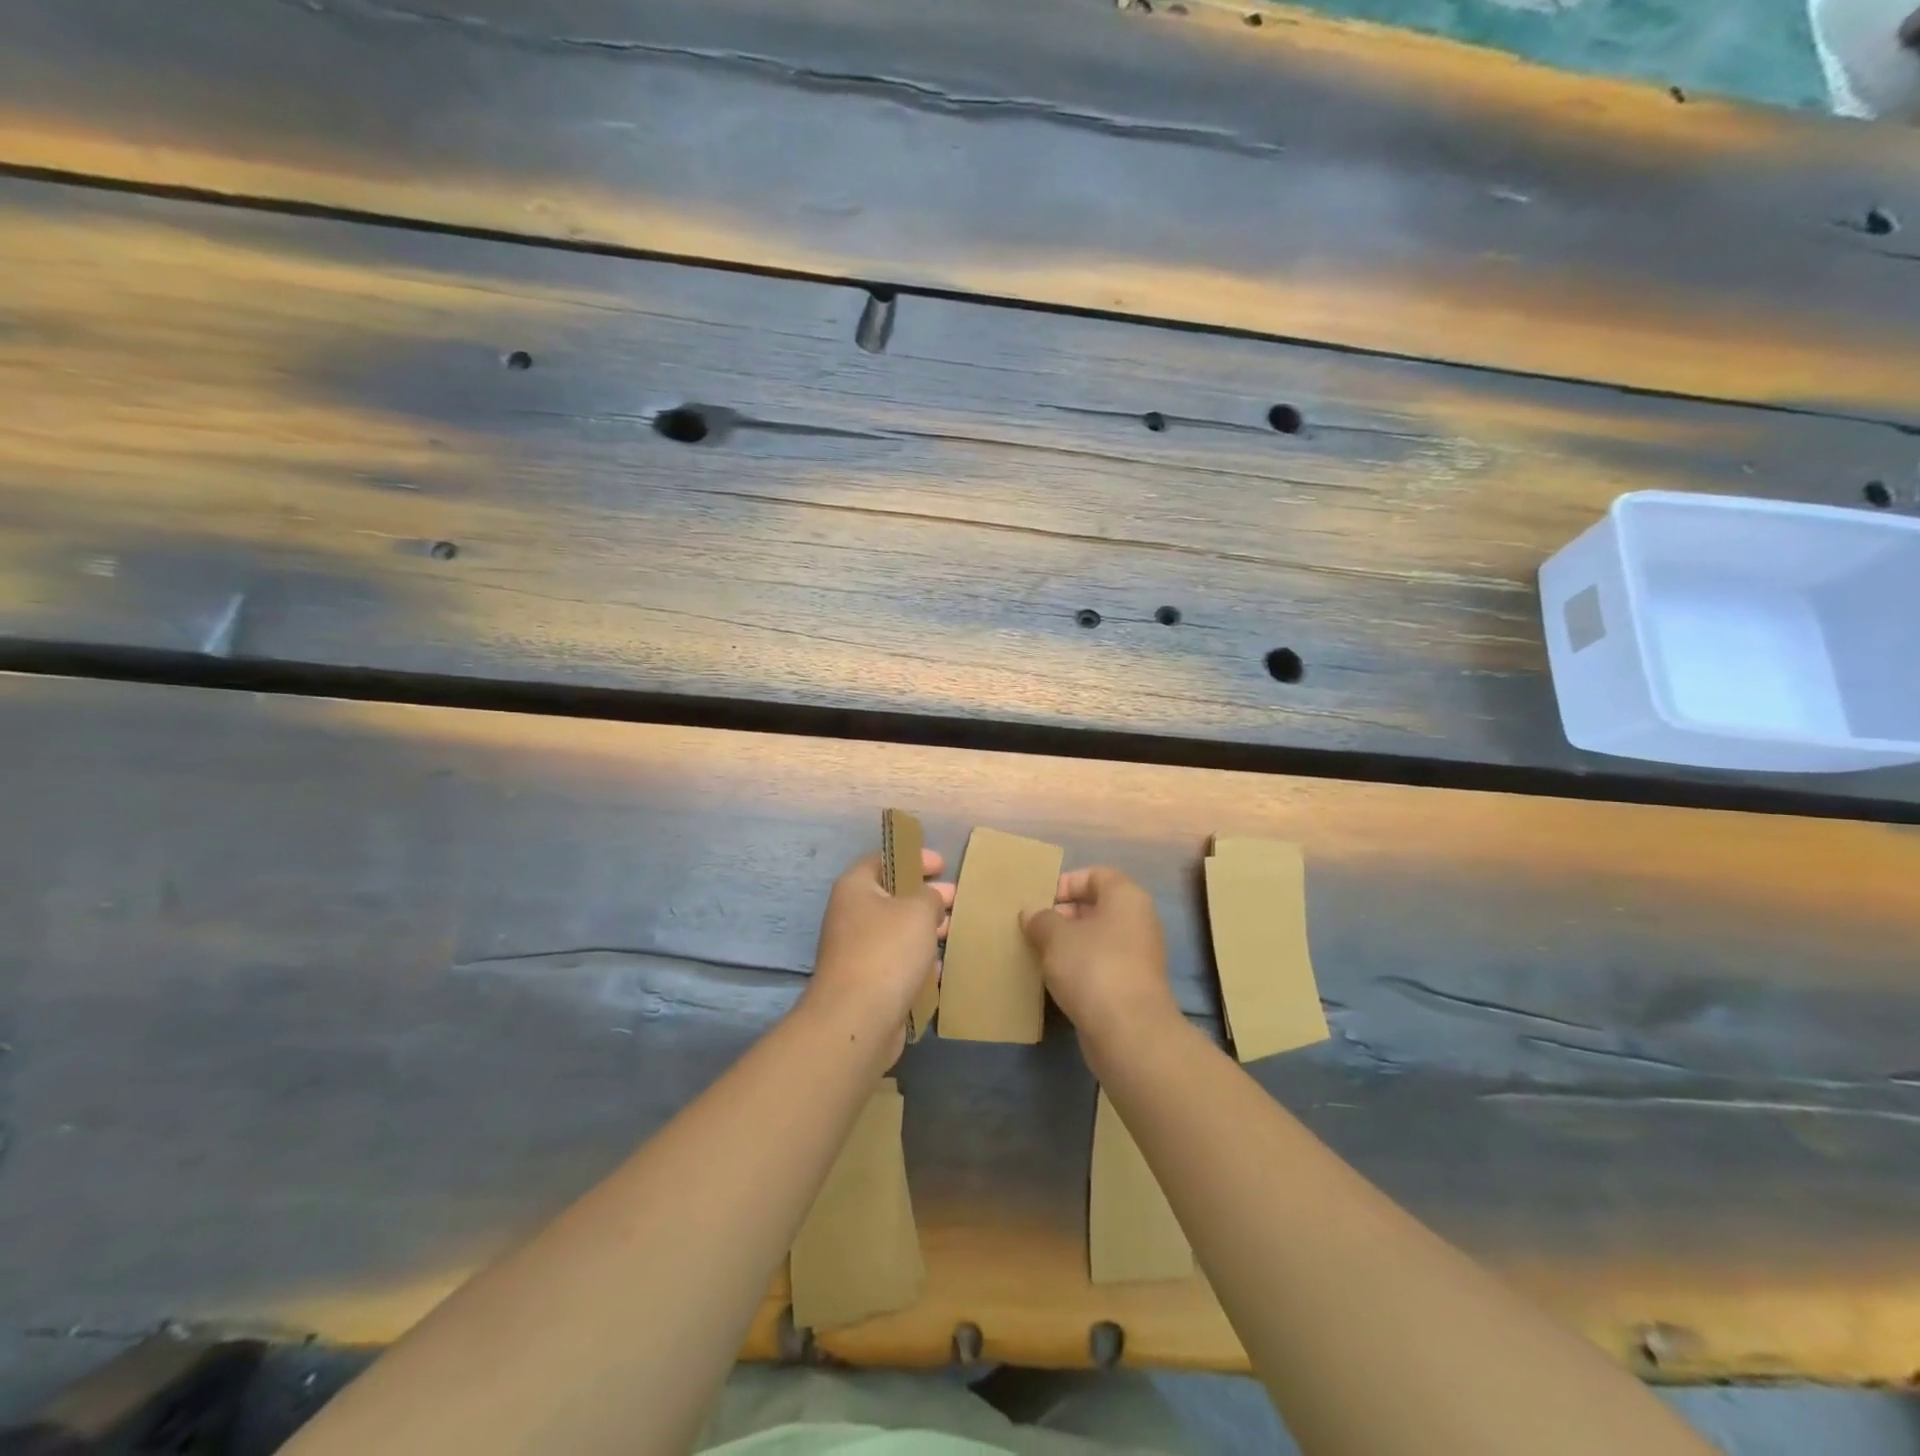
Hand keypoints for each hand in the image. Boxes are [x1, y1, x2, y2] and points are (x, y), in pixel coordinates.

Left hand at [803, 849, 953, 1060]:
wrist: (857, 1019)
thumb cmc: (887, 951)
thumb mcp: (919, 910)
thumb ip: (930, 896)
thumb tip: (930, 901)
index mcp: (856, 888)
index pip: (883, 859)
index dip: (913, 857)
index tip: (942, 865)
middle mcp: (851, 916)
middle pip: (892, 896)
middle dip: (925, 896)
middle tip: (954, 898)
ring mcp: (856, 952)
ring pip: (896, 932)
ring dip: (923, 930)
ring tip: (953, 931)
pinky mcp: (867, 984)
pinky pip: (897, 964)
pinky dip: (917, 962)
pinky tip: (939, 967)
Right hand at [1020, 866, 1181, 1054]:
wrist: (1129, 1032)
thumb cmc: (1092, 967)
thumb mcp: (1055, 936)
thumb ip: (1040, 919)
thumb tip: (1031, 914)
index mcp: (1126, 897)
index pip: (1095, 875)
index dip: (1065, 883)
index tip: (1039, 902)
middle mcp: (1138, 921)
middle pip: (1096, 906)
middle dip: (1062, 915)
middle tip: (1033, 928)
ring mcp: (1138, 956)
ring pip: (1097, 938)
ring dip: (1068, 944)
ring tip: (1038, 953)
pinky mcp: (1132, 986)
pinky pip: (1101, 965)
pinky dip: (1079, 968)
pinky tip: (1054, 979)